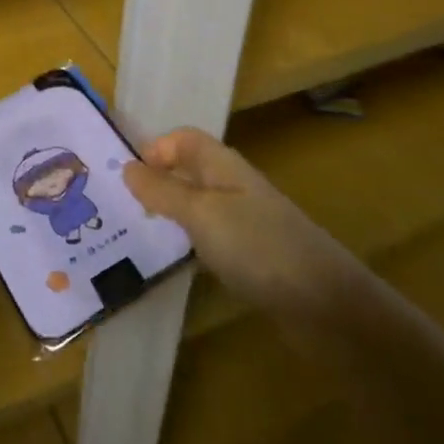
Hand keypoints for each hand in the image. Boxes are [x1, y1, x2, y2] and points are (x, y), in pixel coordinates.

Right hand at [123, 128, 358, 322]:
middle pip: (189, 171)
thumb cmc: (257, 245)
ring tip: (135, 233)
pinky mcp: (250, 257)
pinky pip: (209, 238)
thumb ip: (163, 191)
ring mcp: (244, 223)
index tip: (126, 178)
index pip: (184, 139)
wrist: (324, 304)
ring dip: (169, 215)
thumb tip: (127, 167)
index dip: (155, 149)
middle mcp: (233, 187)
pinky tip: (173, 262)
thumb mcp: (201, 213)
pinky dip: (188, 244)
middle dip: (156, 182)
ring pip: (197, 207)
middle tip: (118, 206)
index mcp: (223, 166)